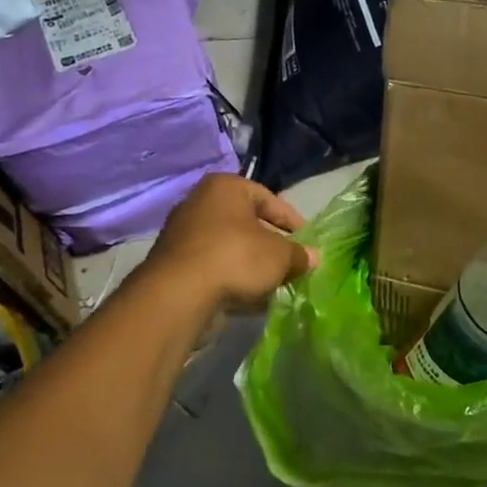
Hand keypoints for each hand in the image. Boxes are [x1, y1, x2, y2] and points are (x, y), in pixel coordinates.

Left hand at [147, 174, 316, 307]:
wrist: (178, 294)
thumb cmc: (236, 257)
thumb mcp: (280, 256)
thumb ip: (299, 254)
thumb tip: (313, 257)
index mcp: (225, 188)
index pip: (269, 199)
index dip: (292, 221)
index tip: (307, 241)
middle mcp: (200, 203)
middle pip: (246, 223)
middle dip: (270, 244)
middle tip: (290, 262)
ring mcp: (183, 234)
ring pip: (229, 246)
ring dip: (251, 264)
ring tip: (272, 283)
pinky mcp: (174, 264)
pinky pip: (213, 267)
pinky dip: (231, 278)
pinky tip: (249, 298)